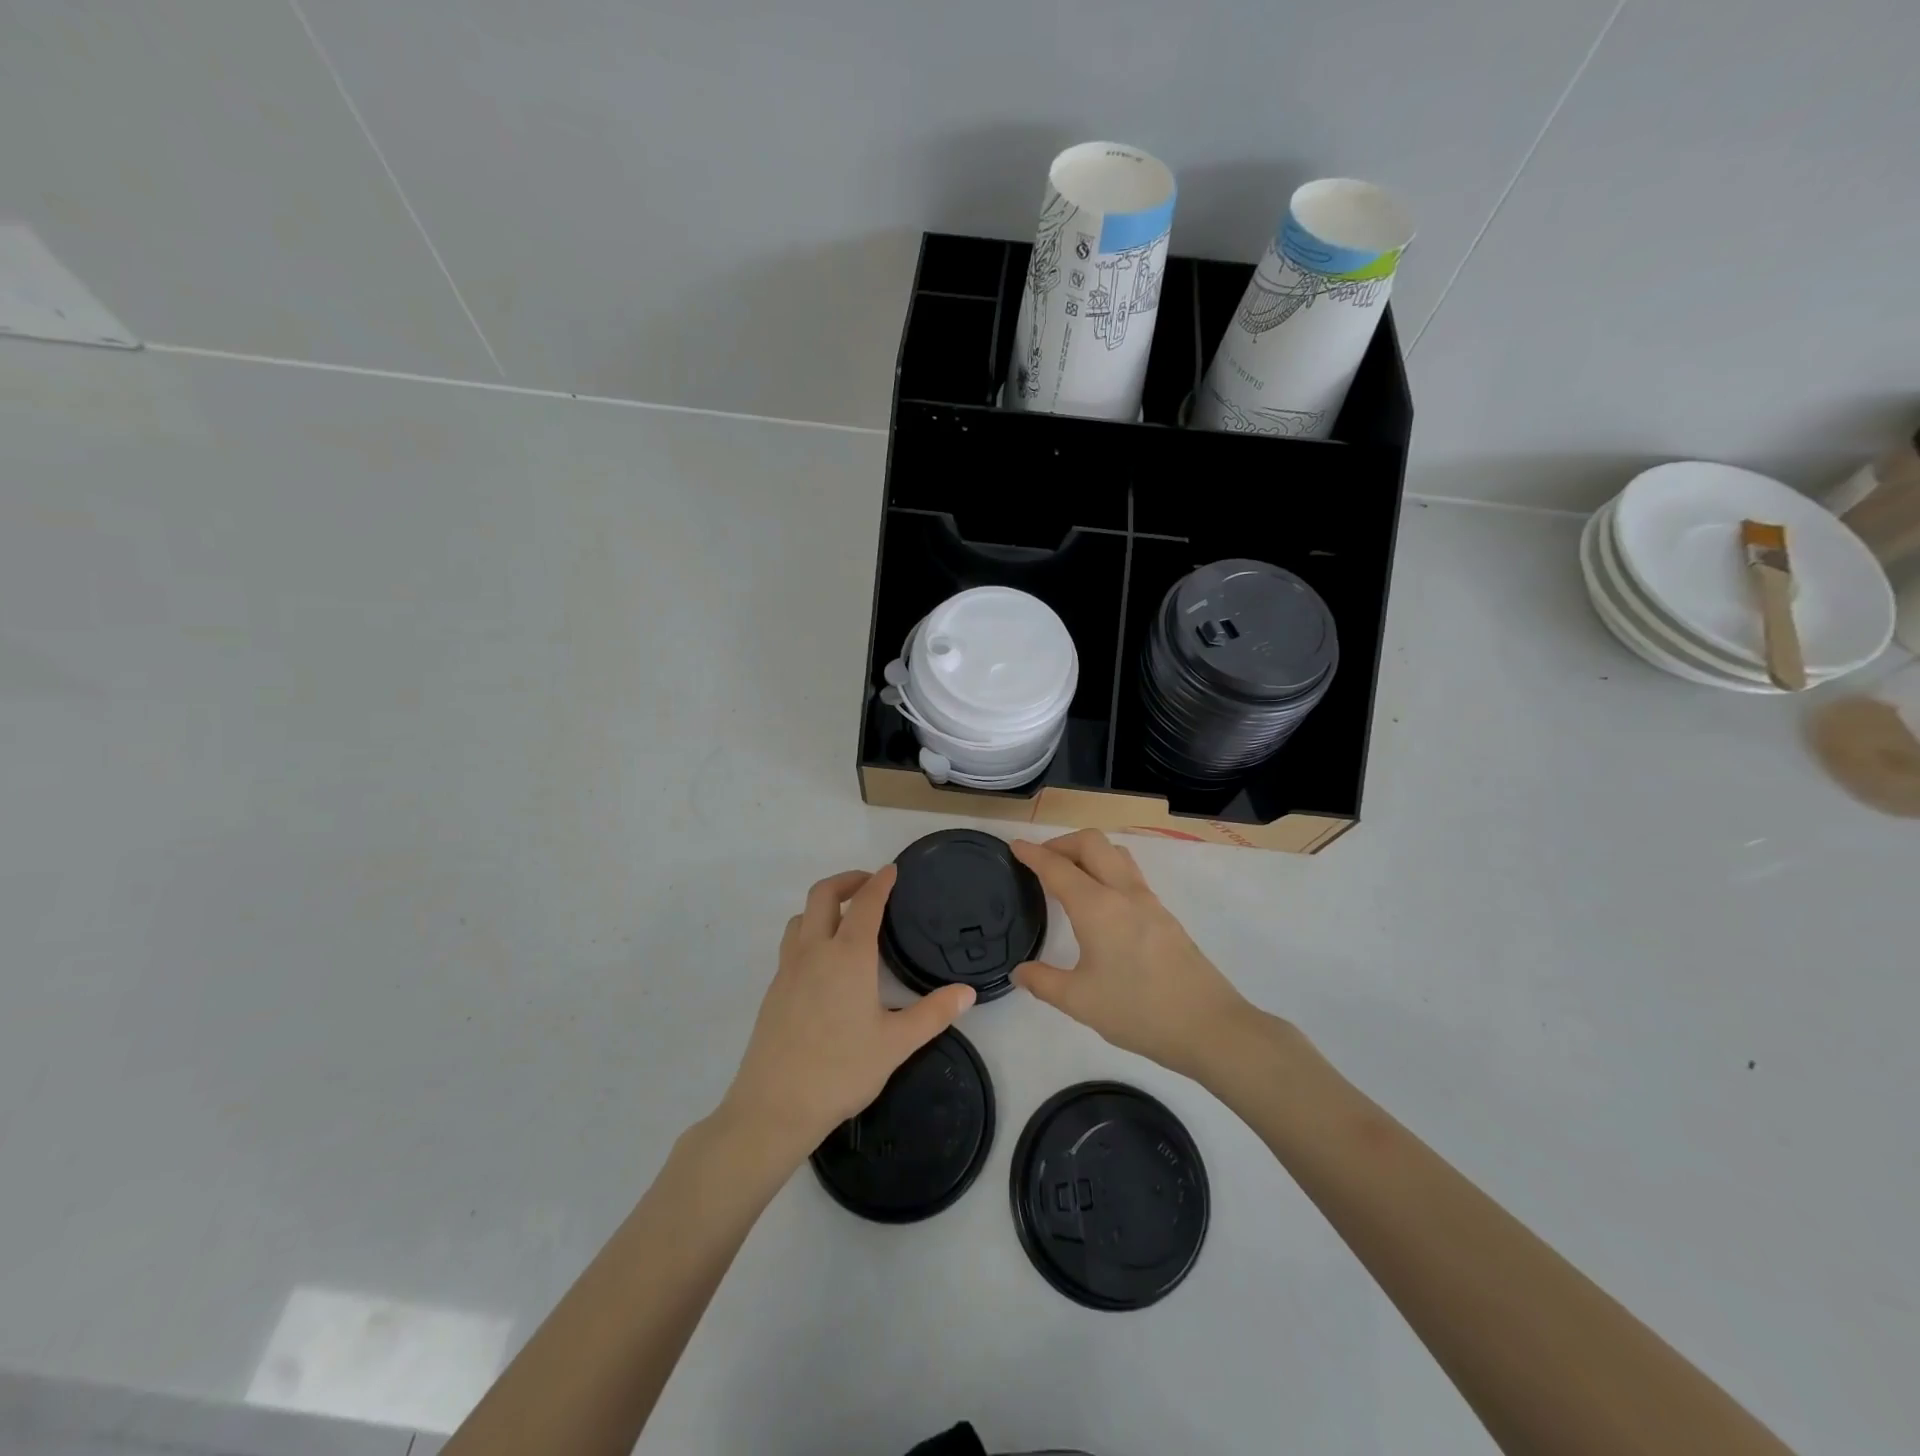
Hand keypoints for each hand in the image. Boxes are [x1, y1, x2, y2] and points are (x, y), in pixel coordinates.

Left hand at [720, 867, 974, 1161]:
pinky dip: (809, 932)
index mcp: (848, 956)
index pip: (865, 903)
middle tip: (869, 884)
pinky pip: (791, 944)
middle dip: (846, 880)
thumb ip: (933, 1014)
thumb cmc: (841, 1070)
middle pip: (822, 895)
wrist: (774, 1106)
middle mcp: (814, 952)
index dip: (880, 882)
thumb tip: (968, 992)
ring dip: (822, 905)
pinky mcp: (773, 990)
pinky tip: (824, 962)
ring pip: (800, 917)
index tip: (892, 870)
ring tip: (845, 919)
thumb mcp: (896, 1044)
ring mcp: (788, 969)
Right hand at [1012, 830, 1254, 1077]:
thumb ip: (1043, 982)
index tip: (1015, 846)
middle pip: (1091, 843)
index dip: (1033, 854)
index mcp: (1097, 907)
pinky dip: (1107, 869)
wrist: (1209, 1026)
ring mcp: (1149, 901)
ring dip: (1088, 852)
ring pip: (1115, 853)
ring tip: (1070, 874)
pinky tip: (1100, 900)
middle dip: (1062, 843)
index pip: (1057, 867)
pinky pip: (1130, 873)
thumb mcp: (1079, 1001)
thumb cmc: (1138, 1011)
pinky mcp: (1164, 915)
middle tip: (1041, 861)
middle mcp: (1123, 892)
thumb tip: (1020, 972)